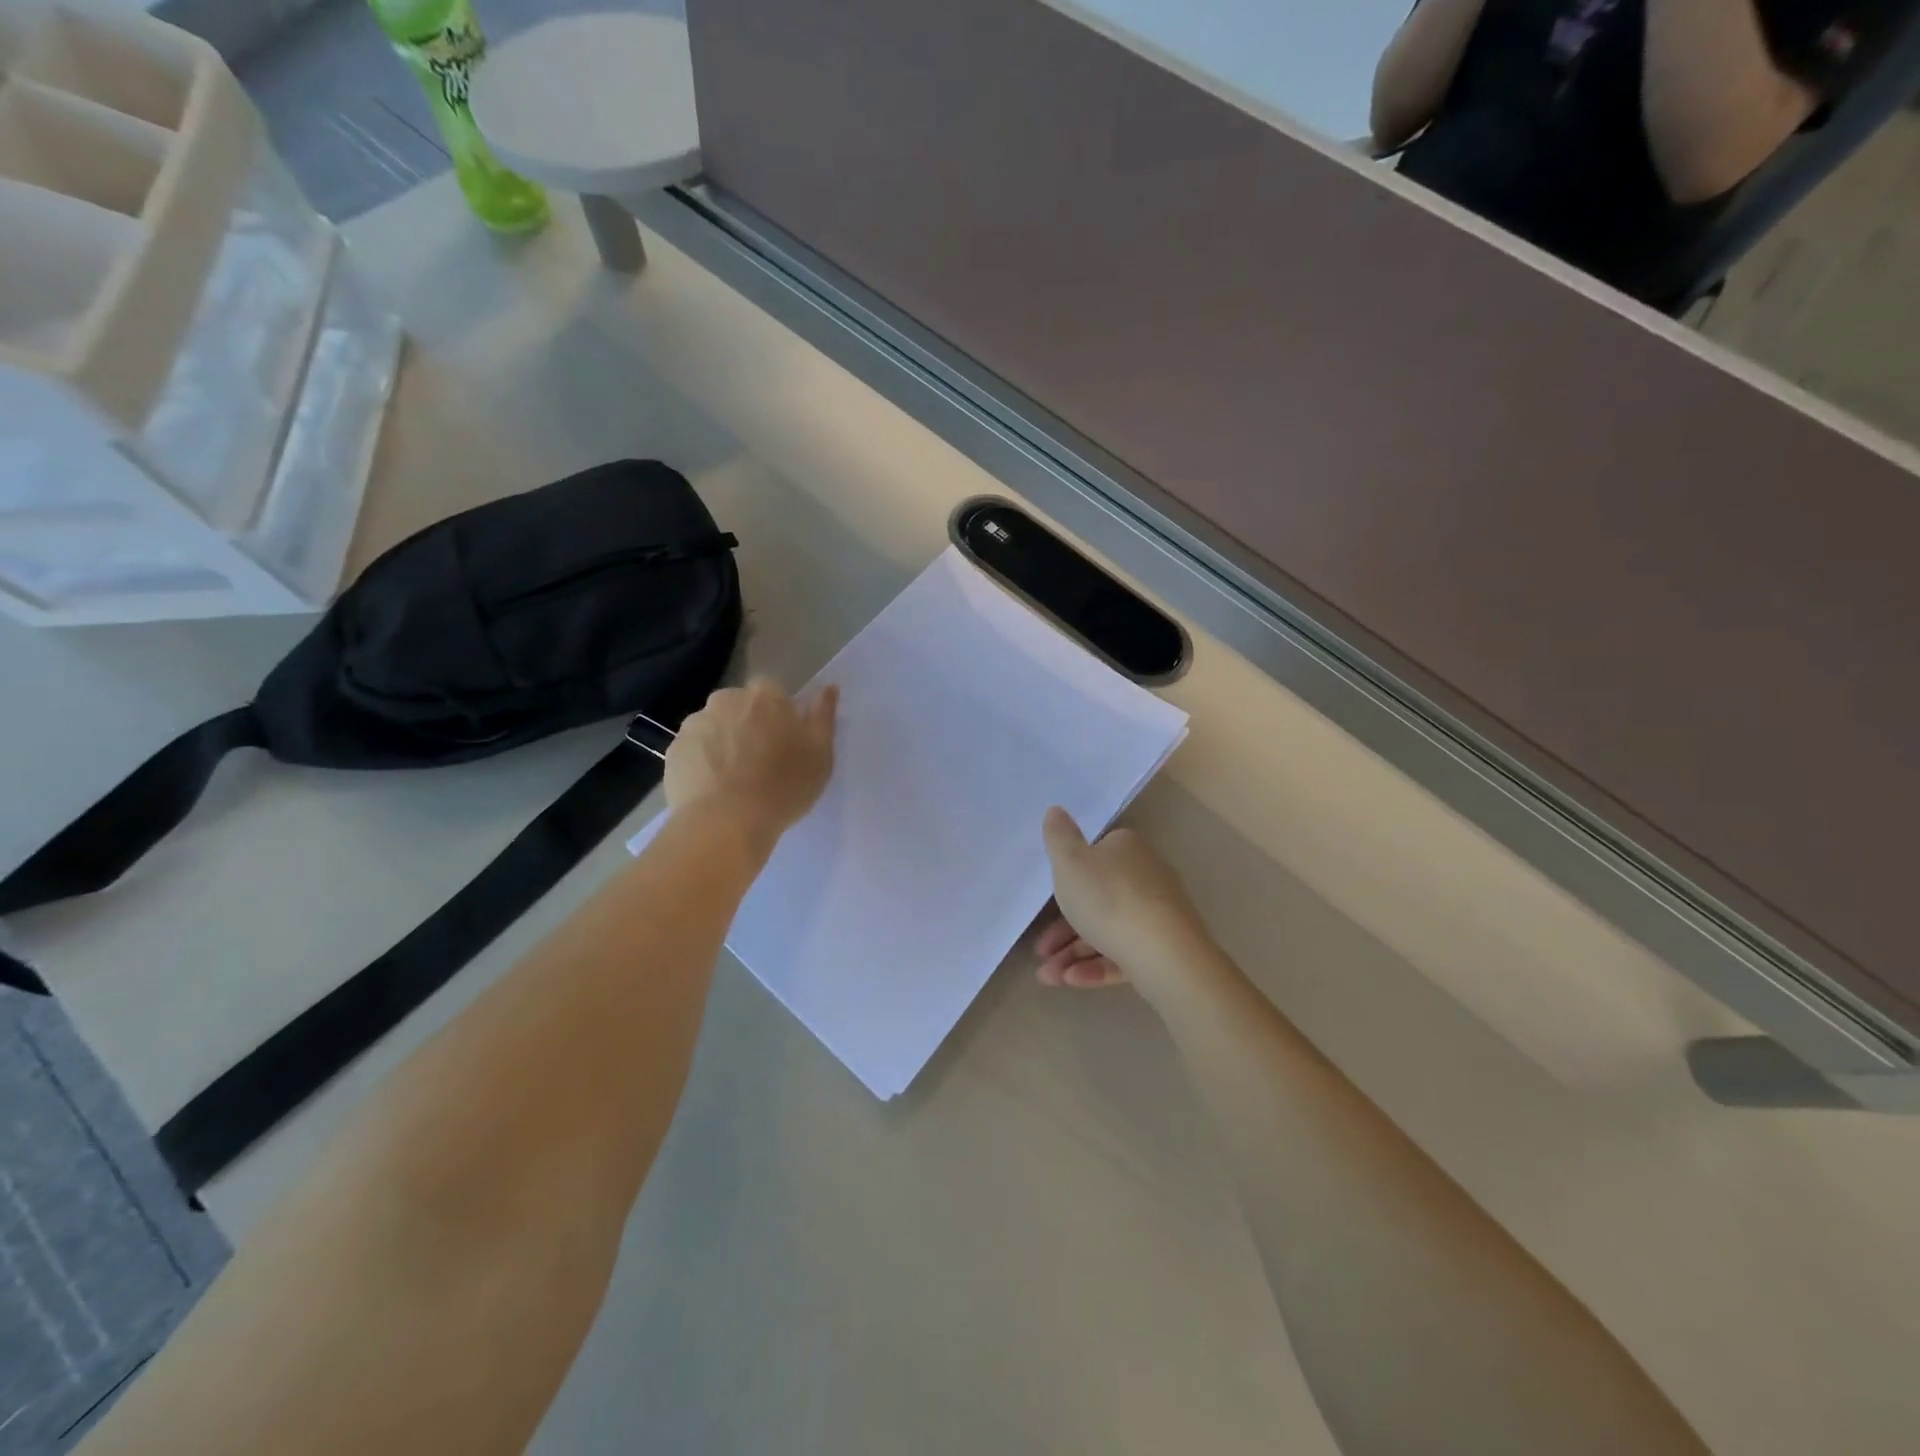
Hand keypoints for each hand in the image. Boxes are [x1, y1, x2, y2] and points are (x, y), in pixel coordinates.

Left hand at [665, 678, 838, 844]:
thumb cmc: (783, 787)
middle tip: (761, 761)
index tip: (785, 742)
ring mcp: (695, 724)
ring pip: (715, 726)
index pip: (773, 692)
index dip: (779, 715)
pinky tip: (713, 788)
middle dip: (749, 725)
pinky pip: (694, 749)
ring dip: (724, 742)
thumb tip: (828, 688)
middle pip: (741, 706)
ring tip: (734, 779)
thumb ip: (823, 716)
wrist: (725, 823)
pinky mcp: (674, 750)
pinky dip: (703, 762)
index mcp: (765, 695)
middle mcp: (726, 699)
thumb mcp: (821, 754)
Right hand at [1035, 807, 1210, 1004]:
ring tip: (1048, 976)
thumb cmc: (1109, 899)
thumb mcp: (1070, 863)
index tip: (1047, 901)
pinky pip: (1124, 955)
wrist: (1164, 954)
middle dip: (1063, 928)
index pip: (1096, 855)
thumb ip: (1059, 837)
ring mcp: (1158, 915)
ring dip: (1073, 954)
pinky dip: (1097, 967)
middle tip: (1041, 950)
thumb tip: (1055, 809)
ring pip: (1107, 931)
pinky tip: (1072, 981)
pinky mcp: (1164, 950)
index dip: (1069, 877)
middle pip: (1098, 898)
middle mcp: (1147, 877)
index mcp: (1127, 850)